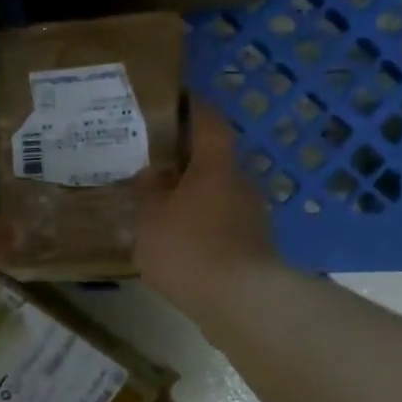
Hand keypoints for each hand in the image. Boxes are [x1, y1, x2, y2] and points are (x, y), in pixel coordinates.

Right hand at [135, 104, 281, 315]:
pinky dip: (202, 222)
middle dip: (186, 158)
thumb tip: (151, 173)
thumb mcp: (151, 218)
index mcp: (216, 166)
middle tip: (153, 159)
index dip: (193, 107)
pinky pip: (222, 222)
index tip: (175, 98)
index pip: (209, 121)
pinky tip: (180, 239)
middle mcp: (240, 183)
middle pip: (214, 158)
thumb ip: (148, 191)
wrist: (242, 303)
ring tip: (161, 203)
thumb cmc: (190, 249)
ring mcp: (252, 216)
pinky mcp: (253, 246)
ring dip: (193, 194)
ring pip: (218, 193)